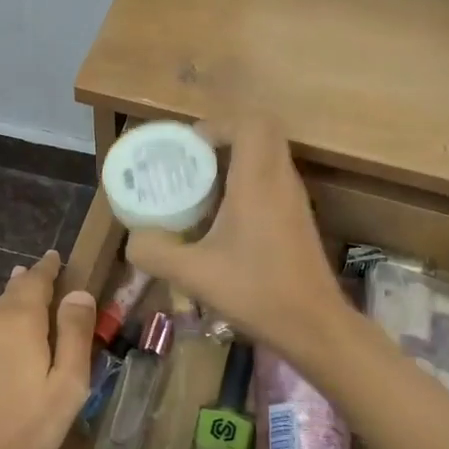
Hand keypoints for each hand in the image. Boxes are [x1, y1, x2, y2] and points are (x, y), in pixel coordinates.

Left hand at [0, 251, 97, 448]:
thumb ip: (74, 333)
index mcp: (16, 321)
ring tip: (15, 332)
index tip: (52, 258)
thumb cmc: (26, 428)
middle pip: (7, 298)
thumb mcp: (67, 384)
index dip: (46, 268)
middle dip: (23, 290)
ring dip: (3, 323)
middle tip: (34, 283)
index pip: (35, 280)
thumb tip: (77, 293)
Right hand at [124, 118, 352, 367]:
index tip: (190, 147)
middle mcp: (281, 180)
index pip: (251, 123)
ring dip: (237, 160)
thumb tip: (133, 239)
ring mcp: (294, 199)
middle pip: (262, 132)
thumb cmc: (256, 292)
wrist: (314, 326)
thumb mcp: (194, 274)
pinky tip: (223, 218)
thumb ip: (155, 252)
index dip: (219, 124)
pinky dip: (248, 182)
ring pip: (269, 156)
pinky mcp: (298, 218)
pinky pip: (273, 179)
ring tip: (201, 187)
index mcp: (258, 181)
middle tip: (192, 162)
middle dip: (225, 137)